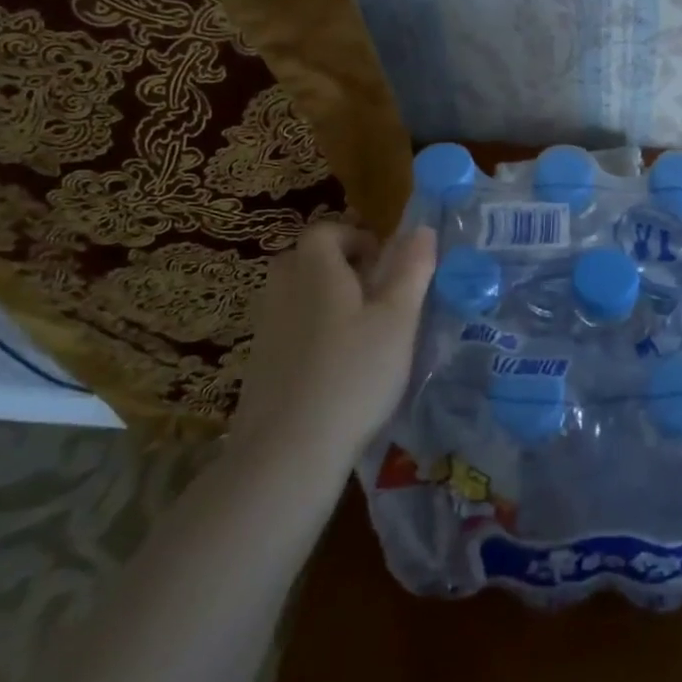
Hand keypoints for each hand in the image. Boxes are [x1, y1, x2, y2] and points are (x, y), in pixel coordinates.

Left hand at [229, 222, 437, 471]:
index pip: (324, 231)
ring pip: (296, 295)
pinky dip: (311, 332)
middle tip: (376, 293)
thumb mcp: (398, 320)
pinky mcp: (259, 366)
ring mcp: (266, 330)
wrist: (287, 452)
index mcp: (316, 271)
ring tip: (362, 333)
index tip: (384, 263)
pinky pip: (288, 328)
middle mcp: (283, 291)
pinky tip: (336, 368)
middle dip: (340, 267)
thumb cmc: (354, 373)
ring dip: (326, 300)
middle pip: (305, 260)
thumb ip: (412, 270)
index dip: (355, 237)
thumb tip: (422, 228)